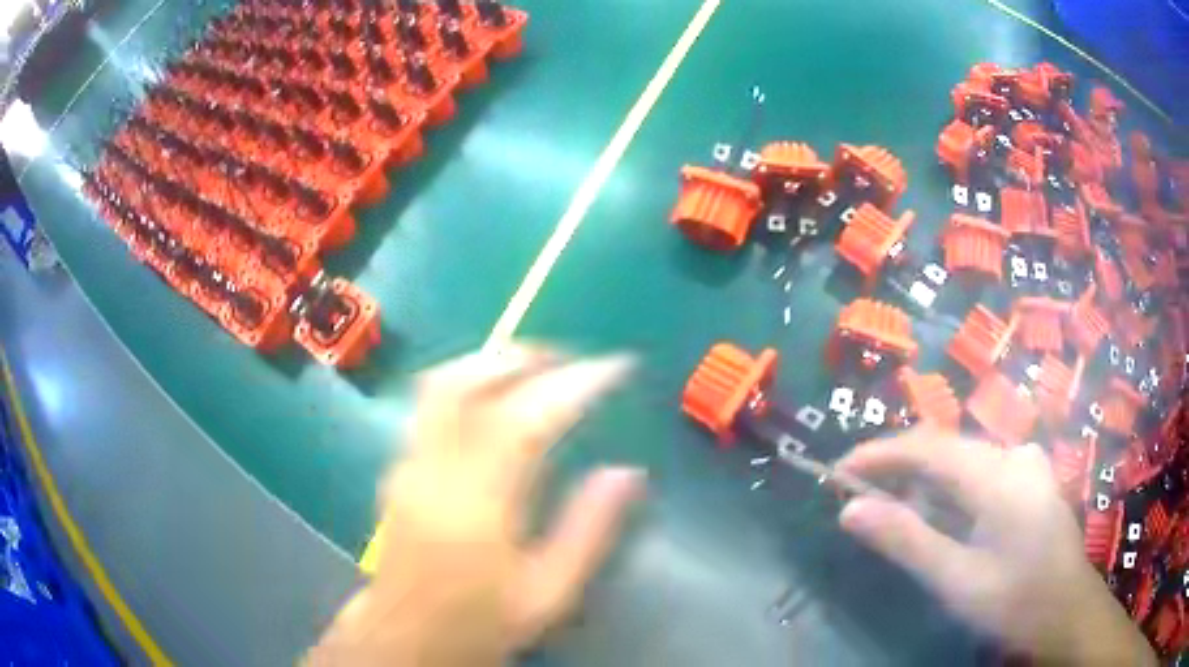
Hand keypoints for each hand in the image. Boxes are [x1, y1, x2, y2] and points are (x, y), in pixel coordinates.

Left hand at [310, 346, 645, 666]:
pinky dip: (468, 380)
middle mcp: (434, 469)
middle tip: (573, 357)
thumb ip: (589, 530)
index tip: (616, 367)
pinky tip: (495, 394)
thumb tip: (628, 472)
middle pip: (468, 382)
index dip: (575, 384)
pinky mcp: (399, 465)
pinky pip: (430, 402)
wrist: (407, 636)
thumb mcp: (550, 592)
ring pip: (441, 383)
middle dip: (525, 356)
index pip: (526, 420)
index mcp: (477, 504)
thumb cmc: (480, 622)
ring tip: (538, 365)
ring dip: (491, 360)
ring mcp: (408, 462)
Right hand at [836, 431, 1154, 664]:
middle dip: (898, 471)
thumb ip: (906, 540)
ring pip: (963, 461)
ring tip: (894, 514)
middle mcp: (1014, 453)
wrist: (1067, 615)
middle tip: (858, 500)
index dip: (878, 454)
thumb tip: (850, 508)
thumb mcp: (957, 580)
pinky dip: (950, 492)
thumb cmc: (1015, 602)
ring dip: (924, 484)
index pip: (927, 445)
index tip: (835, 472)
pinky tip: (942, 520)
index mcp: (1000, 473)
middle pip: (945, 449)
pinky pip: (981, 473)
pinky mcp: (1031, 481)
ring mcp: (1027, 465)